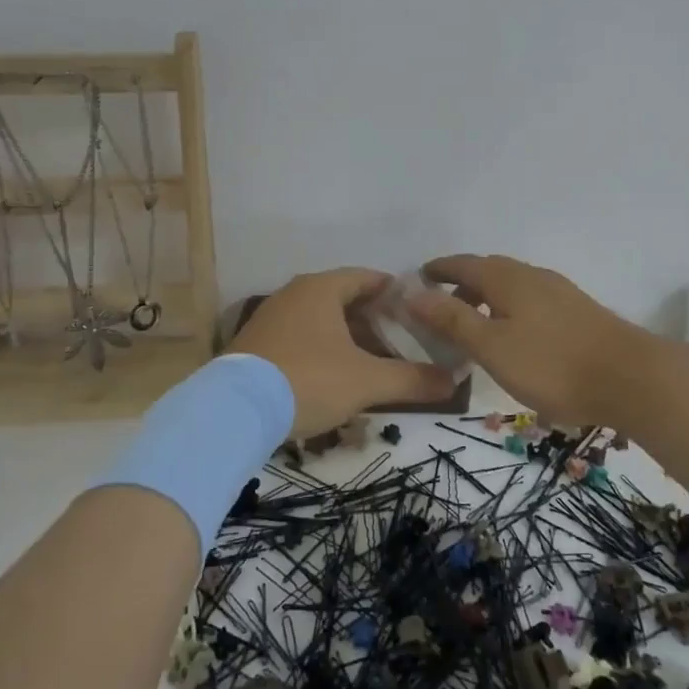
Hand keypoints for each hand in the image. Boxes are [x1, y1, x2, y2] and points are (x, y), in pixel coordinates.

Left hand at [227, 268, 454, 436]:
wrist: (234, 410)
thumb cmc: (308, 380)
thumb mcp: (366, 381)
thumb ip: (412, 380)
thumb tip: (454, 382)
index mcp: (321, 289)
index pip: (367, 278)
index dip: (395, 293)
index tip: (418, 311)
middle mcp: (294, 293)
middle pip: (344, 298)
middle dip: (374, 320)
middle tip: (401, 342)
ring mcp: (271, 317)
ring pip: (321, 320)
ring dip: (348, 337)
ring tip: (372, 362)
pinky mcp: (256, 343)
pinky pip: (300, 336)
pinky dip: (323, 348)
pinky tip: (334, 376)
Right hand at [408, 254, 658, 425]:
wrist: (633, 379)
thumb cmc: (552, 364)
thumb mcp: (492, 346)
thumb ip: (452, 319)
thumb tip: (412, 293)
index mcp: (507, 278)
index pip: (463, 263)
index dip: (438, 269)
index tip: (418, 278)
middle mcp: (532, 276)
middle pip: (488, 272)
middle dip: (461, 284)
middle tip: (440, 308)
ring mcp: (559, 293)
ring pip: (511, 288)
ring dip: (486, 299)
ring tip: (473, 327)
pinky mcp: (578, 313)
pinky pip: (530, 302)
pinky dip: (509, 311)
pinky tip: (514, 338)